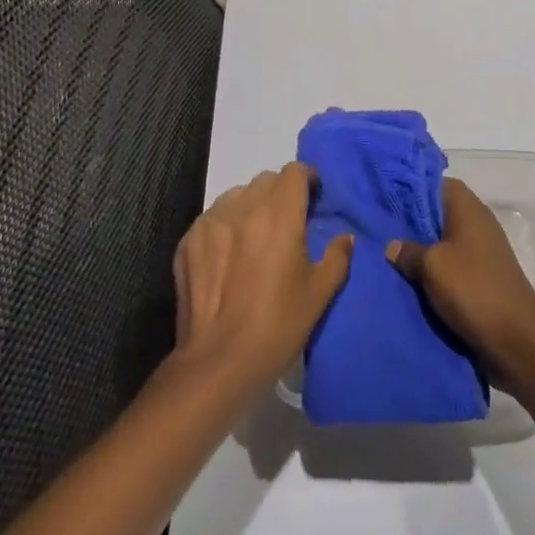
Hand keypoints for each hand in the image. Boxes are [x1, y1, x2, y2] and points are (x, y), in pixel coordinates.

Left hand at [172, 162, 351, 393]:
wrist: (218, 362)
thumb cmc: (277, 326)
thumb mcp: (319, 294)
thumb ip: (337, 257)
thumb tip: (345, 237)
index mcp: (280, 214)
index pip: (294, 172)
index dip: (306, 179)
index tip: (312, 197)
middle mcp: (244, 206)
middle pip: (266, 181)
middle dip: (280, 194)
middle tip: (287, 224)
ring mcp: (212, 220)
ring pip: (237, 196)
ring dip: (251, 207)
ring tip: (255, 239)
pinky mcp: (189, 239)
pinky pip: (213, 218)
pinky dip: (225, 227)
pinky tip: (228, 258)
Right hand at [386, 177, 534, 389]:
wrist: (516, 339)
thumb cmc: (473, 288)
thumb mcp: (433, 265)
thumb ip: (409, 251)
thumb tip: (392, 246)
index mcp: (467, 208)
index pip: (437, 183)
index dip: (412, 188)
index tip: (386, 198)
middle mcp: (475, 224)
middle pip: (437, 214)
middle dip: (411, 224)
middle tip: (379, 230)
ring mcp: (480, 253)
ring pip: (442, 244)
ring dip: (420, 253)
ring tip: (387, 258)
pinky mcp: (480, 279)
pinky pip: (450, 268)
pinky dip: (432, 274)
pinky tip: (408, 282)